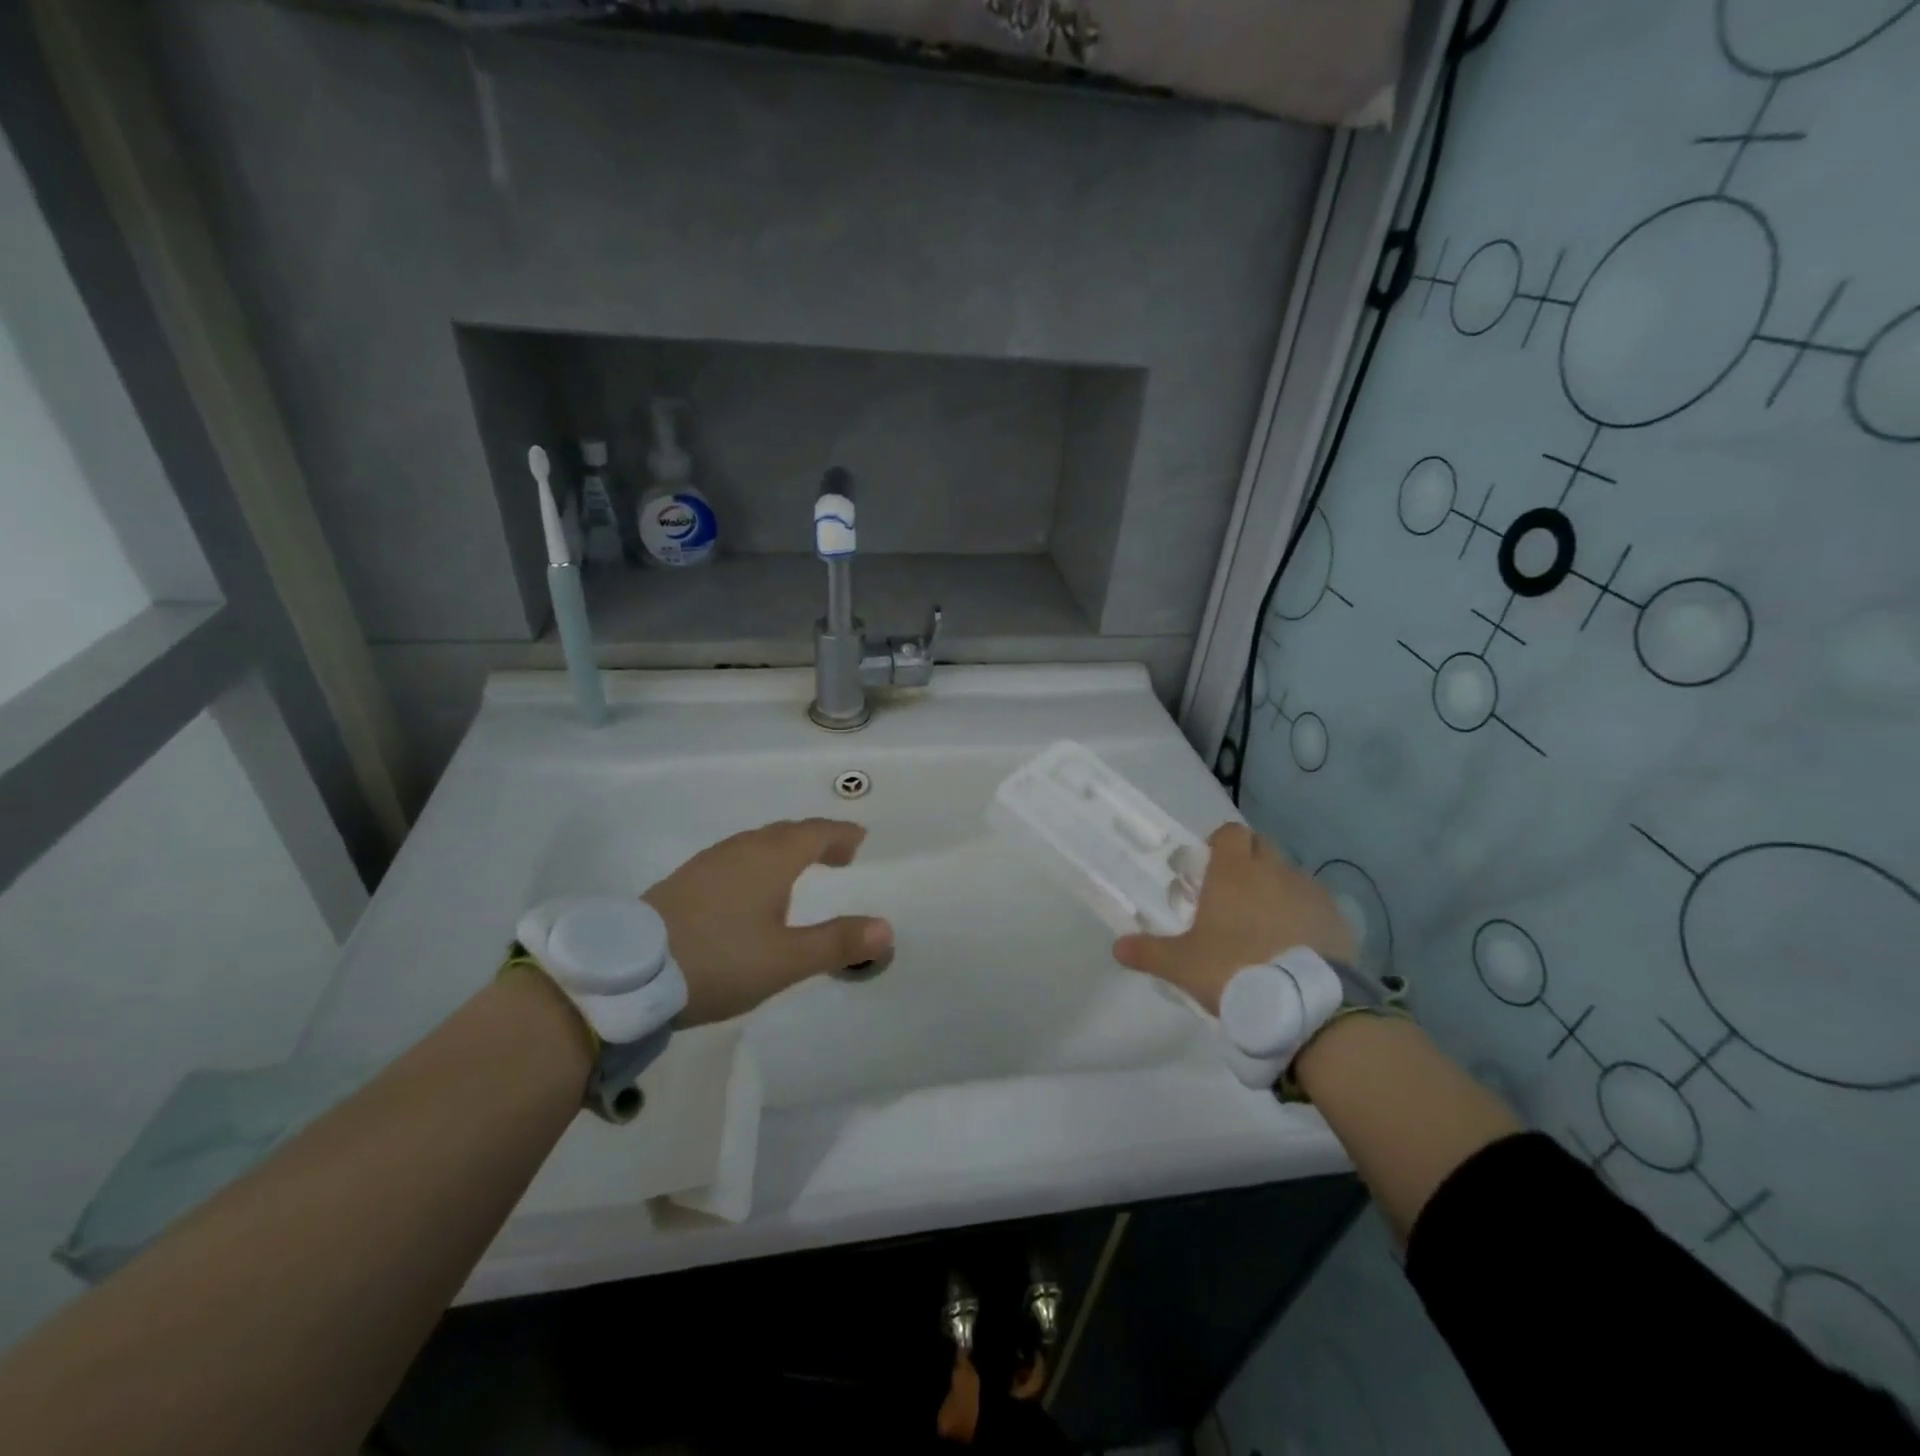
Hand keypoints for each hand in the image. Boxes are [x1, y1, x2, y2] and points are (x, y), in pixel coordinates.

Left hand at [642, 818, 892, 1026]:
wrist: (627, 974)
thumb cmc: (719, 960)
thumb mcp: (786, 959)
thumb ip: (837, 943)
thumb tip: (887, 928)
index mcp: (770, 860)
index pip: (814, 833)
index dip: (840, 835)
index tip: (859, 841)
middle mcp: (740, 851)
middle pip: (785, 833)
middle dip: (816, 840)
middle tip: (837, 856)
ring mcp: (707, 863)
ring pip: (756, 844)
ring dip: (785, 850)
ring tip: (798, 871)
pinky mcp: (683, 881)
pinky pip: (734, 858)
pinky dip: (757, 863)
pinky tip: (749, 891)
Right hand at [1112, 823, 1355, 1015]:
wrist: (1306, 1004)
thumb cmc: (1235, 969)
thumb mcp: (1182, 965)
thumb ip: (1148, 952)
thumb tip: (1117, 947)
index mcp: (1234, 872)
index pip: (1230, 833)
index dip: (1219, 845)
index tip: (1208, 869)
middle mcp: (1274, 871)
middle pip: (1261, 847)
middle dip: (1247, 863)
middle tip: (1230, 897)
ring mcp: (1310, 892)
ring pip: (1289, 876)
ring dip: (1275, 889)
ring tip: (1262, 926)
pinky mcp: (1337, 919)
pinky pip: (1314, 905)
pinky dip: (1302, 915)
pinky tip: (1293, 945)